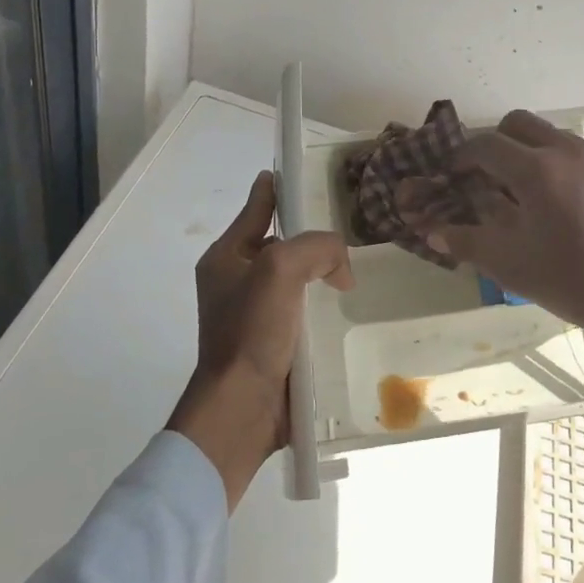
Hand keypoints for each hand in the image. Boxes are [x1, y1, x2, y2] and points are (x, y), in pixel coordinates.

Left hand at [168, 171, 353, 509]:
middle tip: (349, 231)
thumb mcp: (280, 269)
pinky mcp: (274, 344)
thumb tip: (339, 267)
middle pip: (281, 243)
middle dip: (311, 237)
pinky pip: (304, 312)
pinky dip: (323, 307)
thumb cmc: (252, 331)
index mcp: (226, 257)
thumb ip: (315, 246)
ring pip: (297, 279)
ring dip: (322, 276)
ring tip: (357, 270)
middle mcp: (237, 281)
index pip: (257, 207)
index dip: (278, 188)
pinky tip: (348, 308)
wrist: (242, 410)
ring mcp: (255, 315)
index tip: (303, 172)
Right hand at [399, 112, 583, 393]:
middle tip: (491, 175)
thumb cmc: (575, 284)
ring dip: (536, 154)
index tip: (455, 174)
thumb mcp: (511, 267)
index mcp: (536, 171)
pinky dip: (571, 172)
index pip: (485, 144)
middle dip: (497, 141)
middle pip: (520, 123)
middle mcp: (570, 152)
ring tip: (536, 196)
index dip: (462, 156)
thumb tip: (431, 229)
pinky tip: (579, 211)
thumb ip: (466, 241)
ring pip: (557, 138)